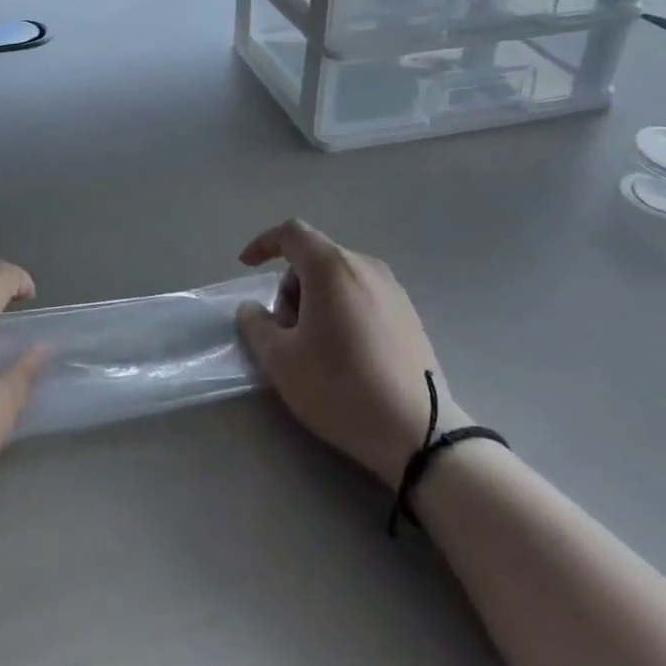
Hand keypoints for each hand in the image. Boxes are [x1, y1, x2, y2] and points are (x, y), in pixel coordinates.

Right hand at [235, 219, 461, 489]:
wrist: (418, 432)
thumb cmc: (340, 388)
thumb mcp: (280, 361)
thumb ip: (255, 325)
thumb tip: (252, 308)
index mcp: (331, 267)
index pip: (291, 233)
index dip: (264, 243)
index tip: (247, 266)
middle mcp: (365, 266)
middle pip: (315, 258)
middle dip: (291, 287)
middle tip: (285, 332)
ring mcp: (393, 288)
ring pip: (339, 277)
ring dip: (316, 300)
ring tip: (316, 347)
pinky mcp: (410, 314)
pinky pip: (363, 295)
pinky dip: (343, 310)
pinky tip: (347, 354)